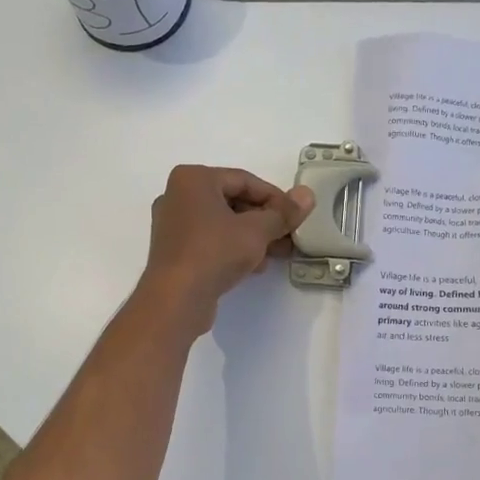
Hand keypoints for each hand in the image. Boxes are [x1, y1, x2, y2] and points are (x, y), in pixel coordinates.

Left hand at [136, 166, 314, 336]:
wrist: (175, 299)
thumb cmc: (215, 252)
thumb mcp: (257, 231)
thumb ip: (283, 213)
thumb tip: (307, 195)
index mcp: (193, 179)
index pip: (245, 180)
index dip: (275, 198)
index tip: (296, 216)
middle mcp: (178, 196)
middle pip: (233, 201)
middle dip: (265, 220)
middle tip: (290, 236)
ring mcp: (173, 224)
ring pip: (223, 223)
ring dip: (253, 236)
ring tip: (278, 253)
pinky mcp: (174, 251)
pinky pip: (211, 240)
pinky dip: (233, 248)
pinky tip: (255, 266)